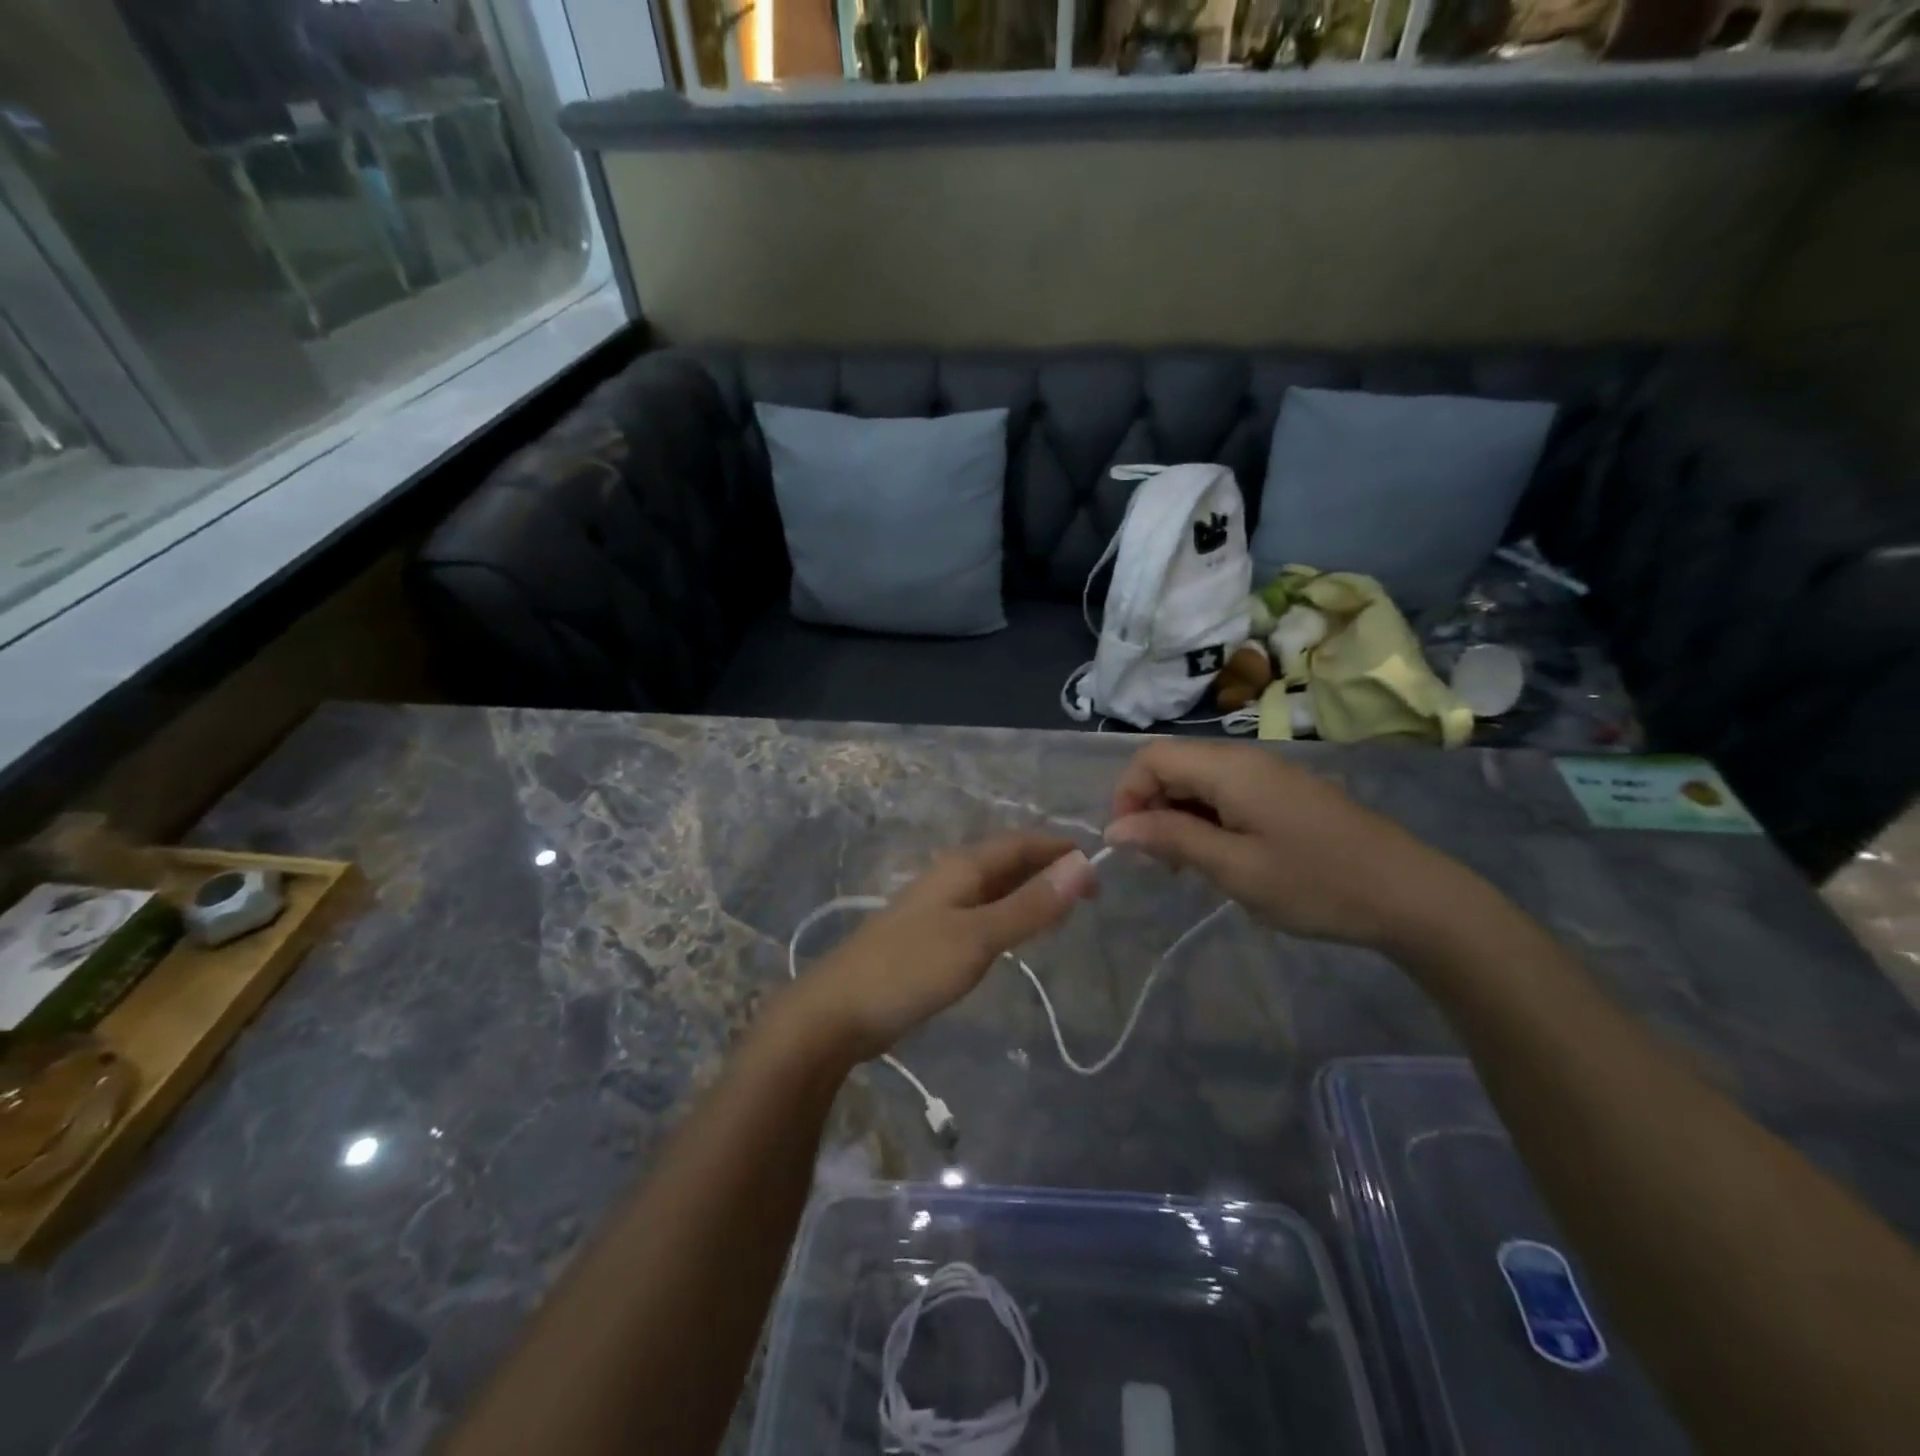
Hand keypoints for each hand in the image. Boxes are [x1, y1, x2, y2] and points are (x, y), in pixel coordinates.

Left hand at [788, 834, 1097, 1061]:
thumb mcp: (977, 937)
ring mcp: (936, 909)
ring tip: (1063, 911)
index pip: (1018, 843)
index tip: (1097, 865)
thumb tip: (1081, 867)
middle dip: (1046, 869)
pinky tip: (1016, 935)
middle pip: (1005, 862)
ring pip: (993, 888)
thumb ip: (1029, 906)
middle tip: (1089, 894)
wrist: (837, 1012)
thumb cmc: (910, 969)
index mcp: (961, 868)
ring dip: (1028, 893)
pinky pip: (980, 914)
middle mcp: (949, 879)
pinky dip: (1007, 916)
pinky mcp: (929, 939)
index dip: (1057, 848)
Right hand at [1105, 740, 1476, 951]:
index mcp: (1228, 768)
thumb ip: (1171, 839)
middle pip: (1172, 766)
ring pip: (1197, 781)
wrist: (1409, 895)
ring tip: (1189, 867)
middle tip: (1161, 864)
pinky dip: (1207, 820)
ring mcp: (1267, 774)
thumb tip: (1114, 829)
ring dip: (1177, 817)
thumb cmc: (1316, 883)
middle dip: (1150, 809)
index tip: (1130, 846)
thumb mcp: (1234, 868)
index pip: (1150, 758)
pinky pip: (1225, 793)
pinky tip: (1222, 857)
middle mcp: (1243, 759)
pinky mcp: (1283, 793)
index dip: (1126, 795)